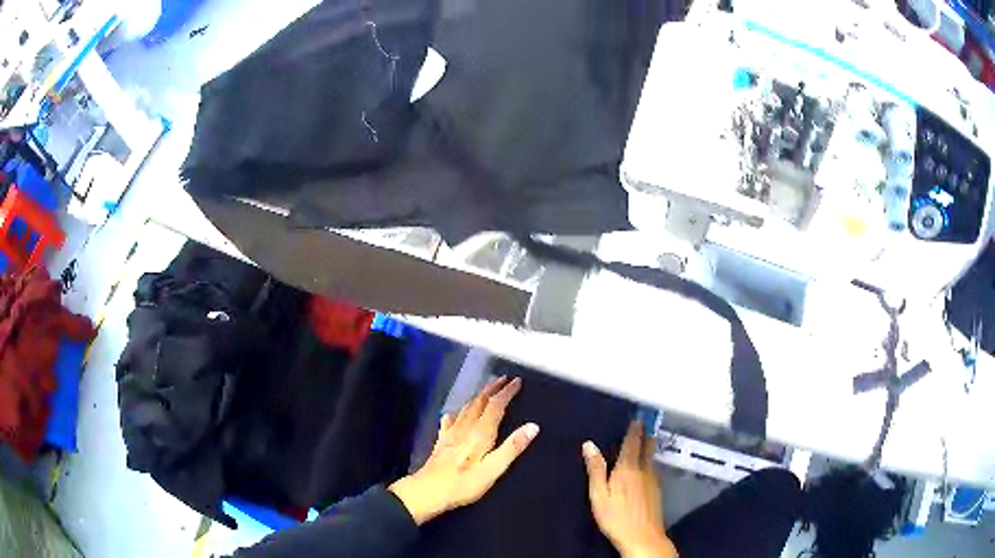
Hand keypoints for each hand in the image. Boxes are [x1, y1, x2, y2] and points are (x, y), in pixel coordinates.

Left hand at [389, 376, 538, 524]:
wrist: (427, 491)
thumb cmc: (463, 484)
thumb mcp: (492, 470)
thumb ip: (512, 448)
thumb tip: (533, 426)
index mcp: (480, 434)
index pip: (496, 406)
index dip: (507, 393)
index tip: (517, 382)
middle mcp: (465, 428)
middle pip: (479, 402)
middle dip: (492, 389)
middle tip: (503, 379)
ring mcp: (450, 434)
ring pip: (466, 408)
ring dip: (478, 397)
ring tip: (486, 391)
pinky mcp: (441, 442)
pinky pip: (450, 421)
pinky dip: (455, 414)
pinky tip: (452, 414)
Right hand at [583, 420, 677, 557]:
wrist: (642, 536)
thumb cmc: (615, 517)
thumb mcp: (598, 495)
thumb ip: (596, 469)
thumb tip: (589, 445)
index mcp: (627, 469)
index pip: (632, 443)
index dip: (635, 429)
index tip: (637, 417)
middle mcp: (644, 470)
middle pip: (647, 447)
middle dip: (646, 434)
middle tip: (644, 423)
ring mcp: (653, 480)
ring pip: (652, 457)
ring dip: (649, 446)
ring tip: (645, 439)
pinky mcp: (657, 490)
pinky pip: (653, 468)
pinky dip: (650, 460)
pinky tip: (646, 466)